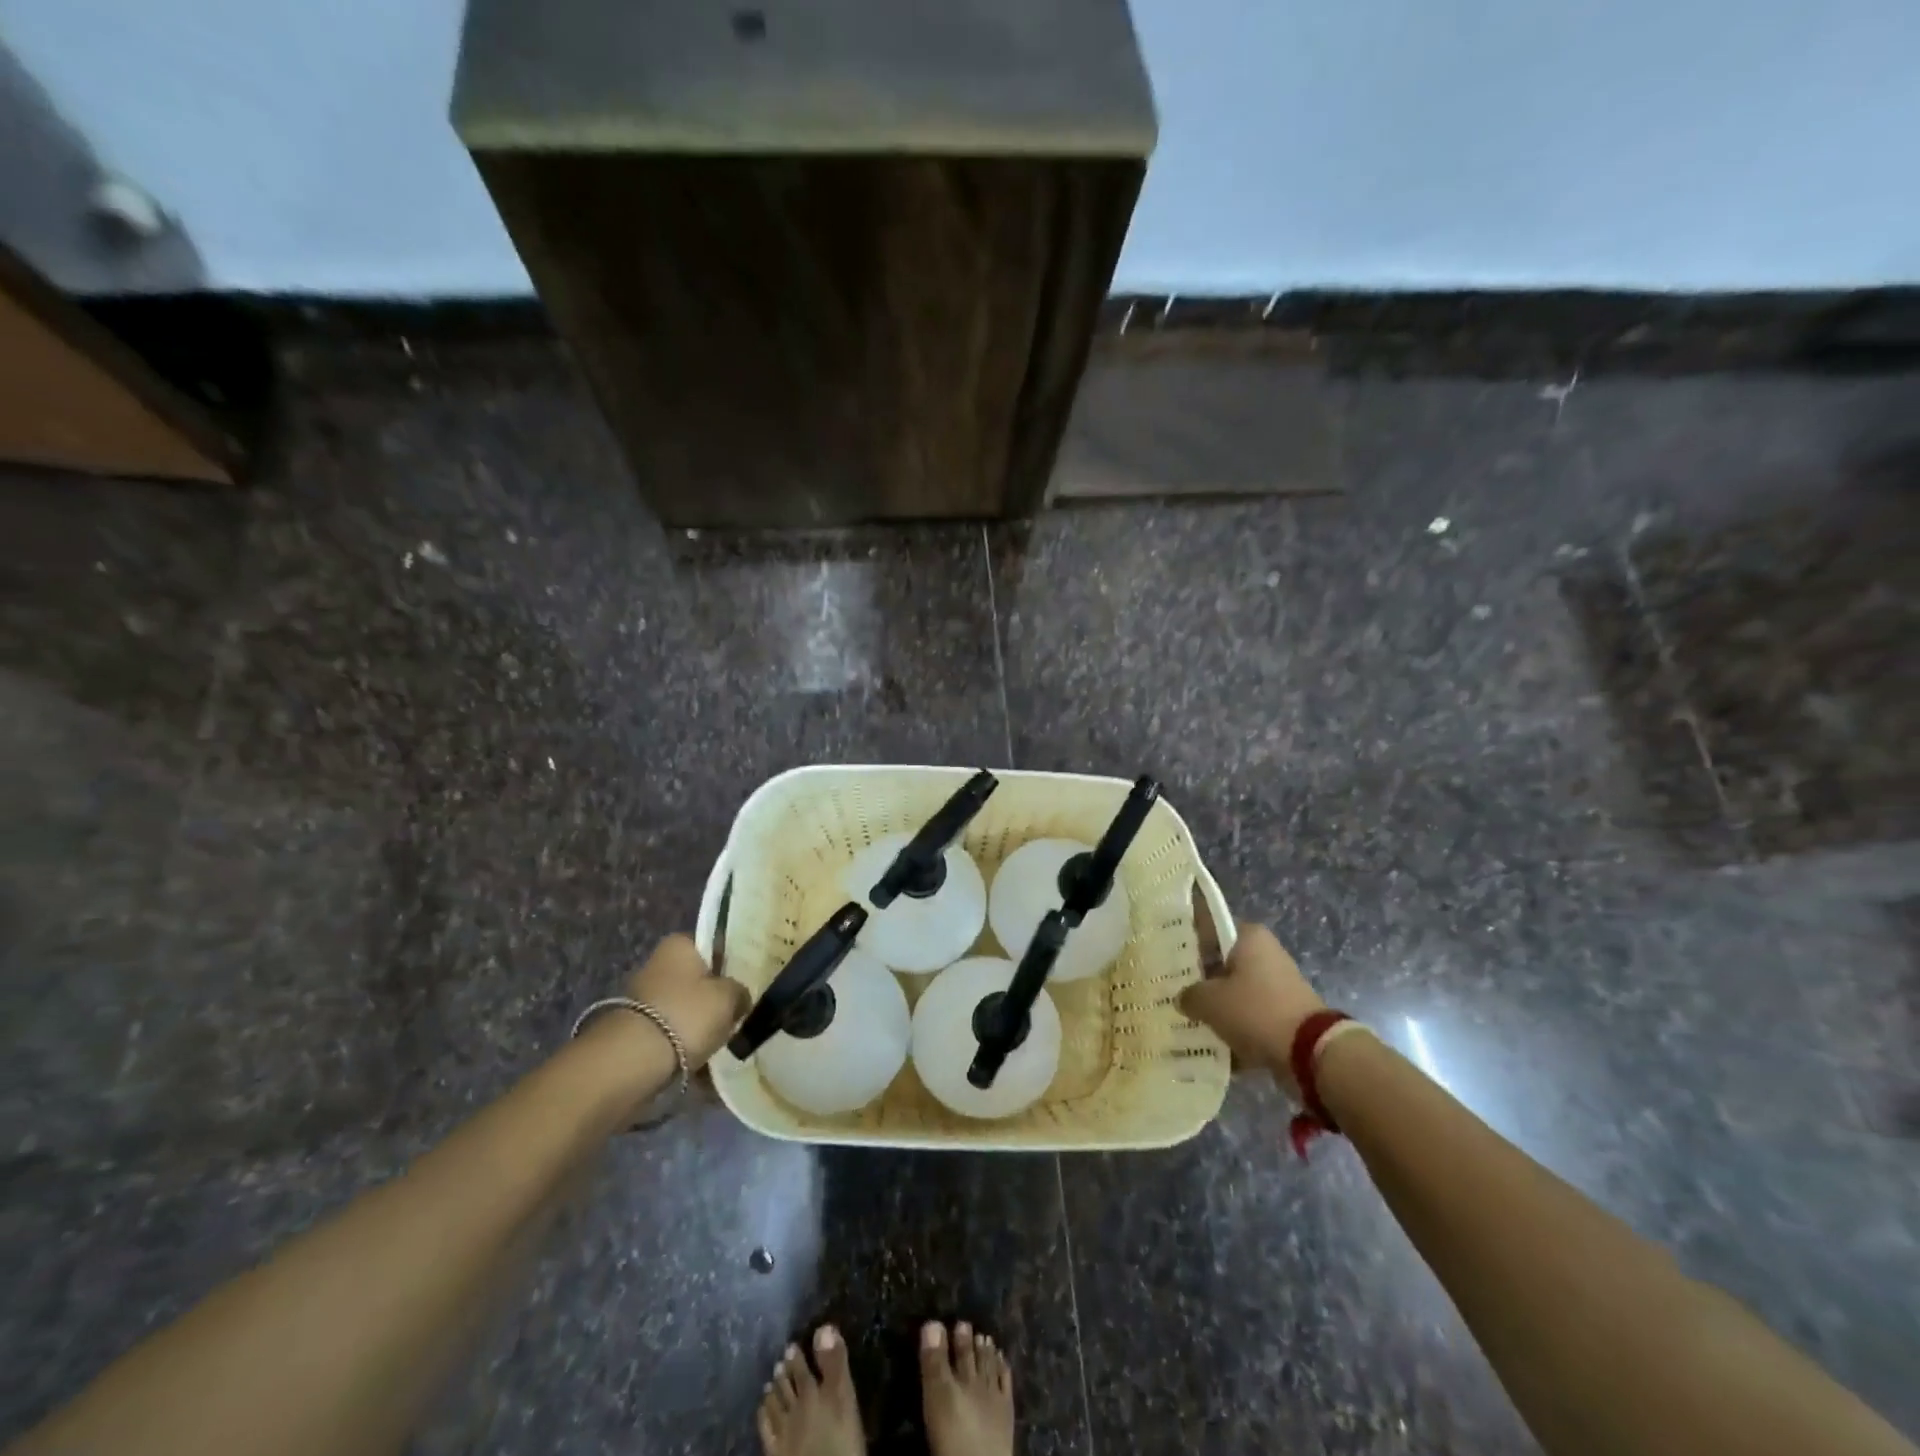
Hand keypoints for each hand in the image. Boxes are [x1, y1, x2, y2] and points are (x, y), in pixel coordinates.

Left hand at [620, 934, 750, 1069]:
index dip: (732, 962)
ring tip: (723, 1043)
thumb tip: (740, 997)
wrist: (632, 1061)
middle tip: (739, 1015)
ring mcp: (644, 997)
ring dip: (701, 1024)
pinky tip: (704, 1062)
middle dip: (715, 997)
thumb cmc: (687, 1014)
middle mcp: (658, 964)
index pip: (713, 945)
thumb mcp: (729, 997)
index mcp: (680, 944)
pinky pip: (673, 1032)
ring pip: (686, 1007)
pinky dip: (686, 1045)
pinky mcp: (637, 1029)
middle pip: (698, 978)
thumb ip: (740, 991)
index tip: (748, 982)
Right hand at [1178, 922, 1324, 1093]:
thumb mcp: (1209, 1001)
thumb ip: (1188, 995)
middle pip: (1220, 961)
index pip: (1208, 927)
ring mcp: (1276, 985)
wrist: (1310, 1054)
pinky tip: (1208, 1042)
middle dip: (1198, 978)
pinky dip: (1232, 1028)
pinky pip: (1248, 1016)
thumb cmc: (1255, 1010)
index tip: (1164, 954)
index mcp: (1249, 936)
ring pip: (1233, 991)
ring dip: (1215, 1006)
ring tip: (1184, 1018)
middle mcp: (1265, 953)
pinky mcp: (1283, 1014)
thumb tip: (1182, 998)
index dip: (1184, 939)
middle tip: (1169, 990)